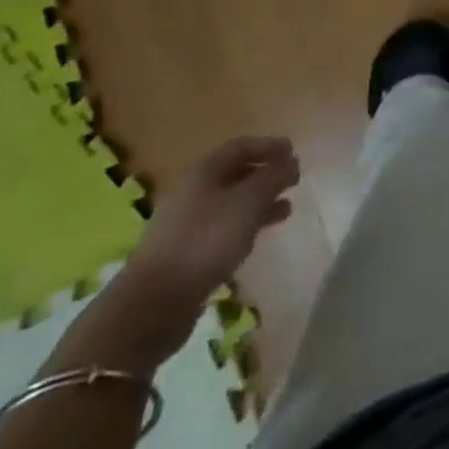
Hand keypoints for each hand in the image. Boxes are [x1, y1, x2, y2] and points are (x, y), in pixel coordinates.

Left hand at [127, 135, 299, 307]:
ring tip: (286, 208)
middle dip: (266, 173)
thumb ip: (273, 177)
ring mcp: (187, 223)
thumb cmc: (206, 240)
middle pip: (235, 173)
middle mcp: (193, 191)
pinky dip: (245, 225)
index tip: (293, 150)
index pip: (240, 146)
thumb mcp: (248, 202)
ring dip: (259, 201)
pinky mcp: (187, 252)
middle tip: (293, 179)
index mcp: (204, 171)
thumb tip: (290, 162)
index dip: (268, 145)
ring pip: (231, 202)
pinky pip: (223, 228)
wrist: (155, 303)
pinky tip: (259, 236)